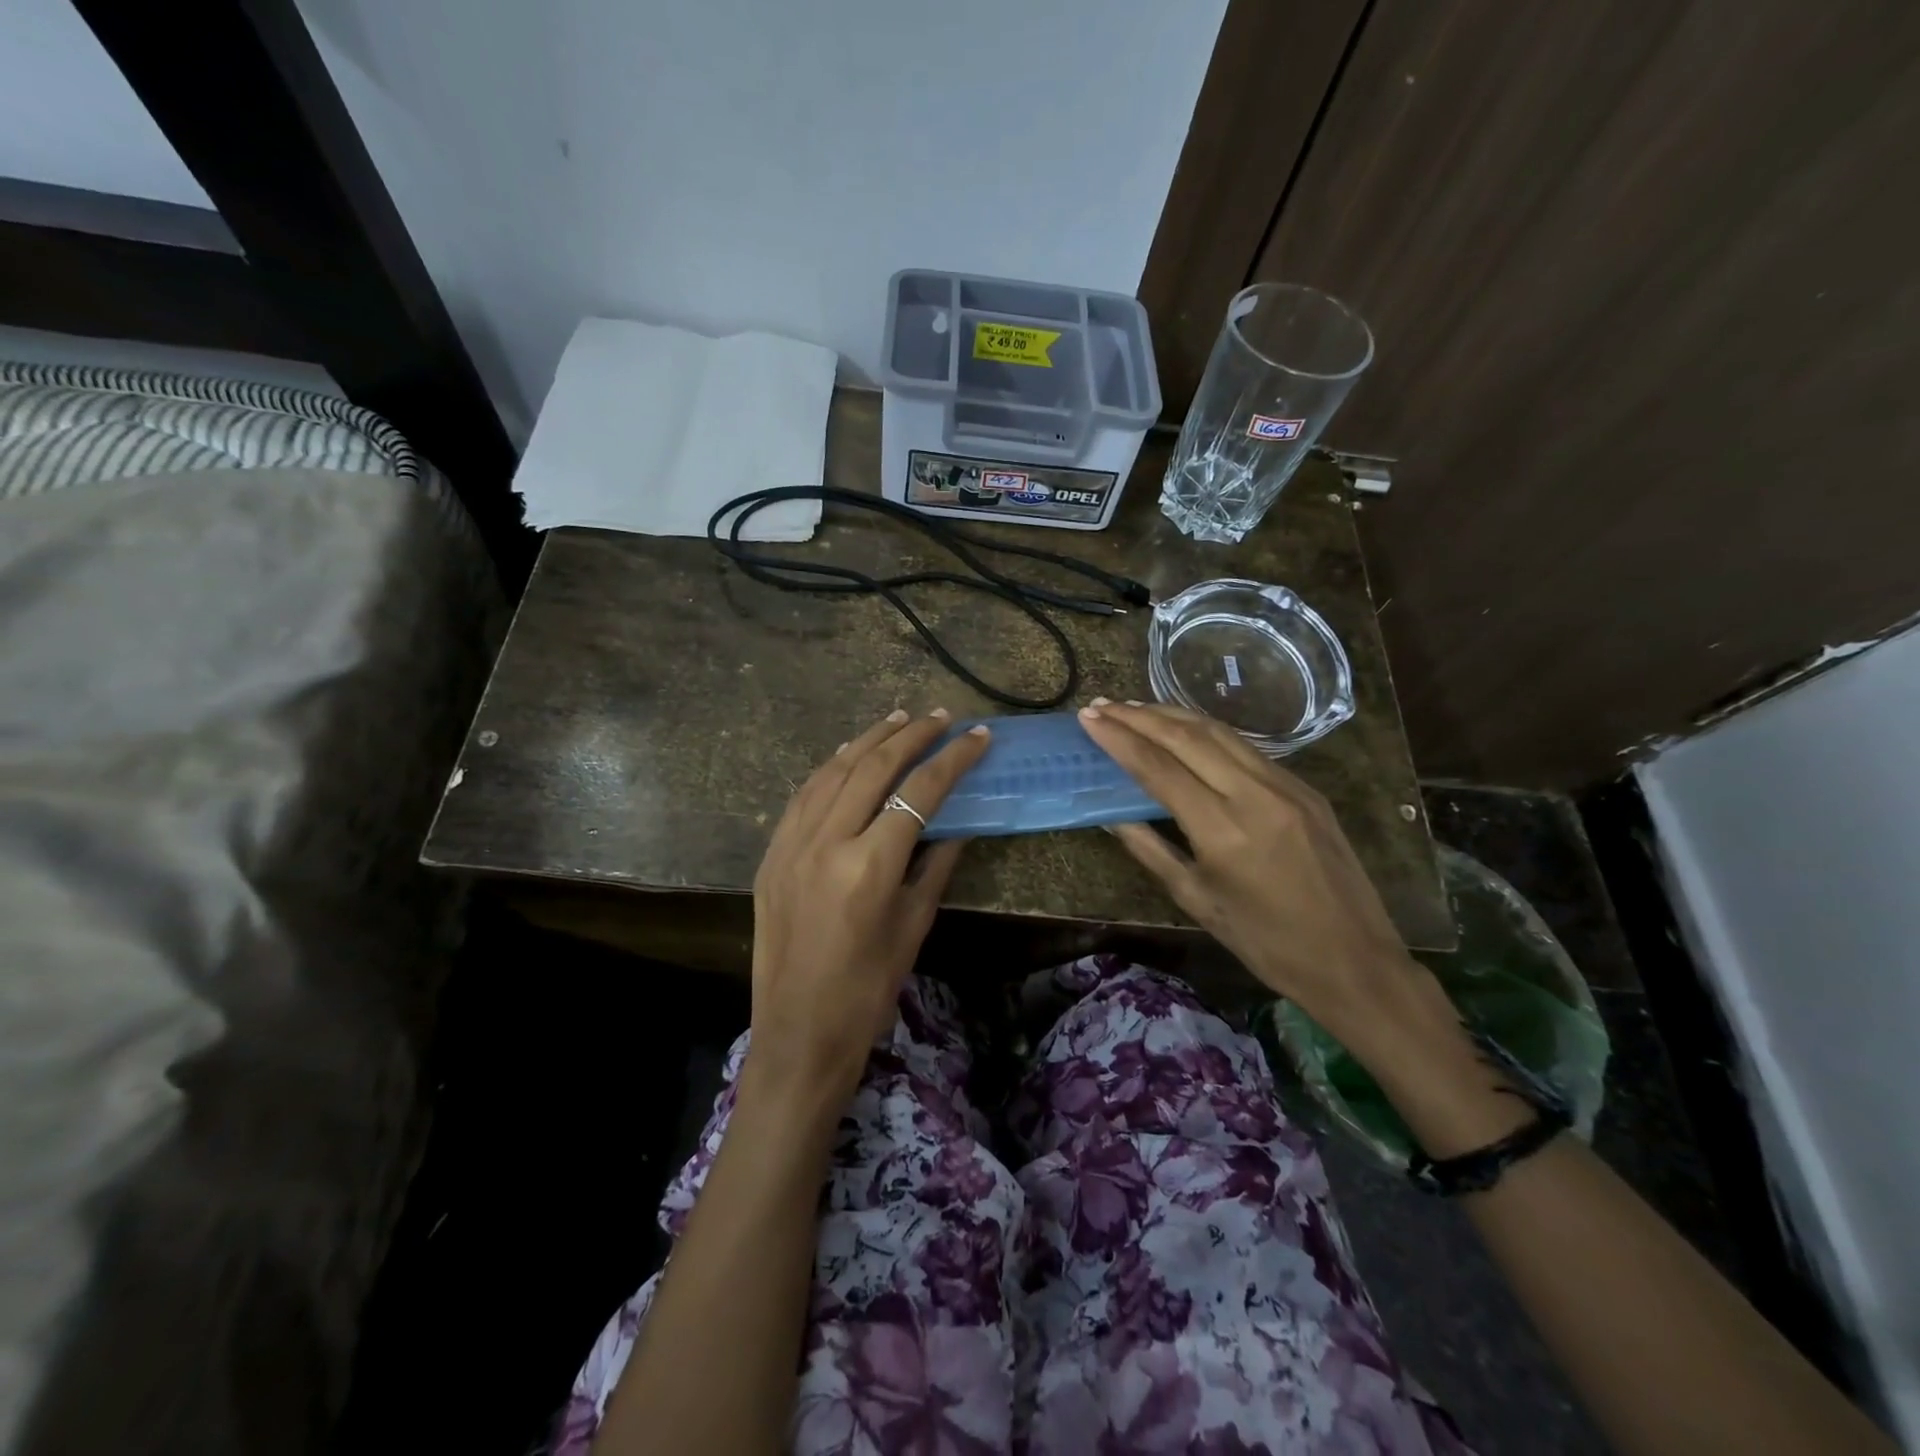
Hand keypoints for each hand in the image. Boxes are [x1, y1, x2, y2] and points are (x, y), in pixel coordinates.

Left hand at [746, 709, 988, 1107]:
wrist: (798, 1034)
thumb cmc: (868, 990)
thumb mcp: (914, 926)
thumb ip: (936, 865)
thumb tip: (959, 822)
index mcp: (869, 866)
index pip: (919, 793)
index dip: (953, 760)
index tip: (977, 736)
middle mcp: (826, 843)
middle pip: (873, 769)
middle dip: (911, 736)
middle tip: (940, 717)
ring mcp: (791, 845)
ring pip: (833, 772)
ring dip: (869, 741)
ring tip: (898, 720)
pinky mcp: (772, 854)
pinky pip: (804, 795)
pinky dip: (830, 768)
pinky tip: (848, 755)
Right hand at [1077, 700, 1421, 1042]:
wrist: (1354, 960)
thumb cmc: (1265, 942)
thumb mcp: (1196, 899)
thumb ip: (1150, 848)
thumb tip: (1110, 814)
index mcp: (1223, 830)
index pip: (1158, 768)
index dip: (1119, 739)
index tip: (1088, 718)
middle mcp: (1255, 795)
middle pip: (1187, 737)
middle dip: (1139, 716)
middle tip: (1103, 704)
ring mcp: (1286, 786)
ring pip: (1220, 732)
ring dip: (1173, 715)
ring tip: (1136, 707)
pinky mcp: (1305, 788)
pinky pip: (1246, 748)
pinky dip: (1207, 732)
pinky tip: (1186, 731)